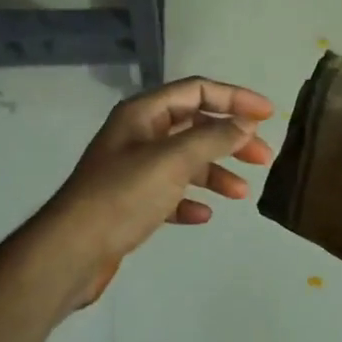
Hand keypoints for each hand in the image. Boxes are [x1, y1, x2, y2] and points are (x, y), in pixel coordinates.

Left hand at [45, 76, 273, 304]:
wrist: (73, 250)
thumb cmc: (123, 195)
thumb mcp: (173, 160)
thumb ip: (213, 138)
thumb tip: (246, 123)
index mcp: (143, 114)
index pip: (197, 91)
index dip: (235, 98)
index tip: (269, 115)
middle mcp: (138, 136)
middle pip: (194, 126)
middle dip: (230, 139)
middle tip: (264, 158)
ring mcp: (133, 170)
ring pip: (185, 162)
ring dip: (215, 173)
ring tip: (242, 193)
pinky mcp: (131, 203)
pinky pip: (170, 194)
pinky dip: (190, 200)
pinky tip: (203, 215)